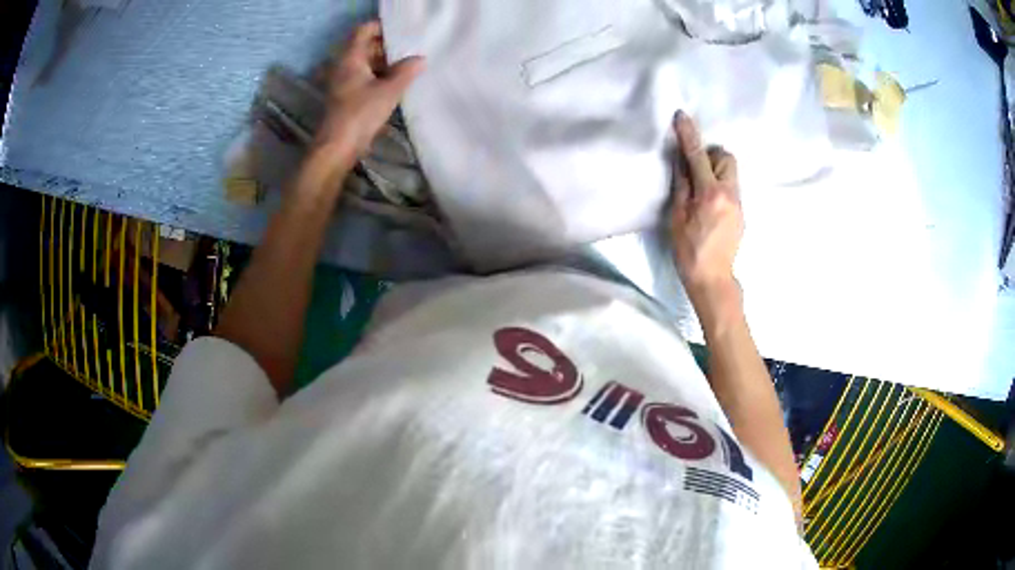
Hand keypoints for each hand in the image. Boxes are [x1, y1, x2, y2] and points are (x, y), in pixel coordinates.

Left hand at [313, 21, 424, 171]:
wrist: (337, 147)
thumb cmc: (360, 114)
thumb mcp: (389, 91)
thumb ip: (406, 72)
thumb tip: (420, 59)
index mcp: (350, 58)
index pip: (364, 31)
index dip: (382, 27)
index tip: (402, 32)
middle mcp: (343, 66)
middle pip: (366, 47)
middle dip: (387, 47)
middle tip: (411, 50)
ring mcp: (343, 82)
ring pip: (366, 64)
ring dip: (385, 64)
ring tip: (408, 67)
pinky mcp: (346, 97)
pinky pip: (364, 78)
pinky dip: (378, 77)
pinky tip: (396, 85)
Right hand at [669, 112, 743, 313]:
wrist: (713, 278)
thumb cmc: (689, 250)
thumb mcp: (677, 217)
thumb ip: (681, 185)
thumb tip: (682, 161)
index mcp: (710, 193)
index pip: (698, 155)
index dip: (689, 134)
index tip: (682, 116)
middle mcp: (730, 194)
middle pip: (727, 157)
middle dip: (711, 155)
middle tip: (695, 170)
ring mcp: (739, 204)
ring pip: (731, 172)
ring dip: (716, 170)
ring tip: (701, 189)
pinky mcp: (741, 213)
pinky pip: (732, 188)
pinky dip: (720, 186)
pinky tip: (709, 205)